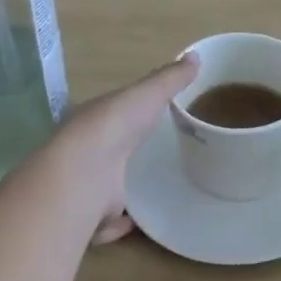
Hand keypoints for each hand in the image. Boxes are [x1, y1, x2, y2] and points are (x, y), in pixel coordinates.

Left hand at [49, 56, 196, 244]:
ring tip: (149, 194)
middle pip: (107, 155)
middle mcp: (84, 155)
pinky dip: (117, 224)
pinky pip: (105, 224)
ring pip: (103, 190)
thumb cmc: (113, 127)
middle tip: (153, 161)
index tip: (150, 123)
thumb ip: (169, 80)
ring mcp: (85, 188)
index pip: (110, 118)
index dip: (128, 118)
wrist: (84, 174)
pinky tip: (135, 222)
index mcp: (93, 123)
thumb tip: (196, 56)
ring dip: (120, 193)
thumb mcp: (146, 95)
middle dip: (124, 157)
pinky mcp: (90, 219)